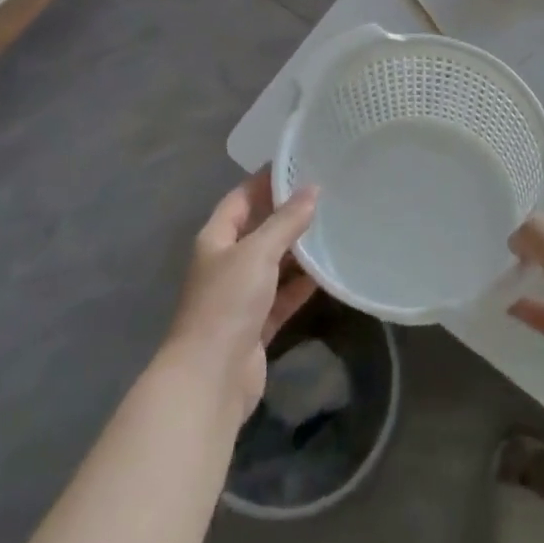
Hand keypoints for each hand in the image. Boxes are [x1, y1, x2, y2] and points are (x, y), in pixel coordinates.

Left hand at [166, 171, 318, 428]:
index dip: (265, 181)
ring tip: (333, 226)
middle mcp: (226, 263)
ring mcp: (241, 296)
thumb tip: (312, 189)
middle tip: (325, 193)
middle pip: (259, 230)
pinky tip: (328, 272)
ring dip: (298, 250)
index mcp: (216, 239)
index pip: (241, 198)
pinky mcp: (257, 325)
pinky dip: (302, 285)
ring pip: (274, 263)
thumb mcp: (257, 253)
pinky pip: (283, 296)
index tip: (298, 163)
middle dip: (287, 213)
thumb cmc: (227, 303)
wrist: (210, 379)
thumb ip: (285, 221)